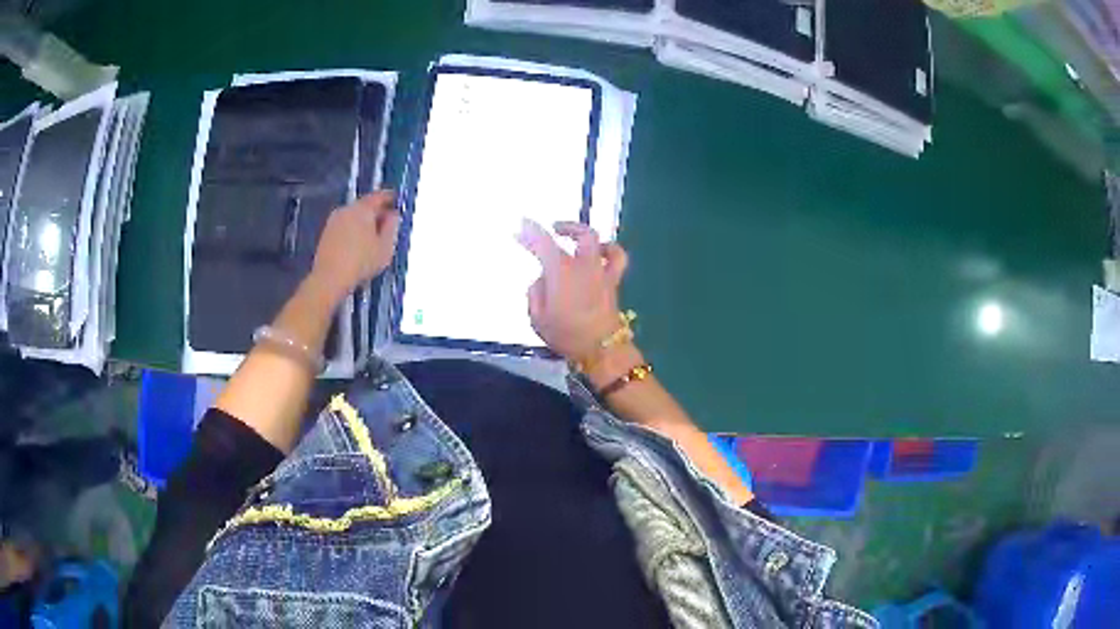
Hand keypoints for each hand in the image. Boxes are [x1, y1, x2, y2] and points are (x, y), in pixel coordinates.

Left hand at [309, 190, 399, 301]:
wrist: (329, 278)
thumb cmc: (361, 262)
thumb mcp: (386, 247)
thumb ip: (392, 227)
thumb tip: (392, 215)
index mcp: (363, 208)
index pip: (380, 196)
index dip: (390, 198)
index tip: (396, 201)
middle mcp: (347, 209)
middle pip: (365, 205)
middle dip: (376, 212)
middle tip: (386, 223)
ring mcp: (334, 220)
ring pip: (354, 216)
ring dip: (363, 222)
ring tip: (372, 237)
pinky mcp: (326, 233)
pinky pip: (345, 226)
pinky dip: (353, 230)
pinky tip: (357, 245)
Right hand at [517, 218, 628, 361]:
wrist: (601, 349)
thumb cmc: (566, 335)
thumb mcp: (537, 318)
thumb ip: (536, 293)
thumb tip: (543, 280)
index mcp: (561, 271)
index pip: (543, 243)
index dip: (530, 233)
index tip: (519, 229)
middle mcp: (583, 265)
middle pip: (580, 234)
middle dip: (565, 226)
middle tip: (551, 228)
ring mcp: (601, 271)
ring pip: (599, 241)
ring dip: (586, 235)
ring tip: (575, 238)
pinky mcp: (613, 282)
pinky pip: (616, 258)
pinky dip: (610, 249)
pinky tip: (600, 253)